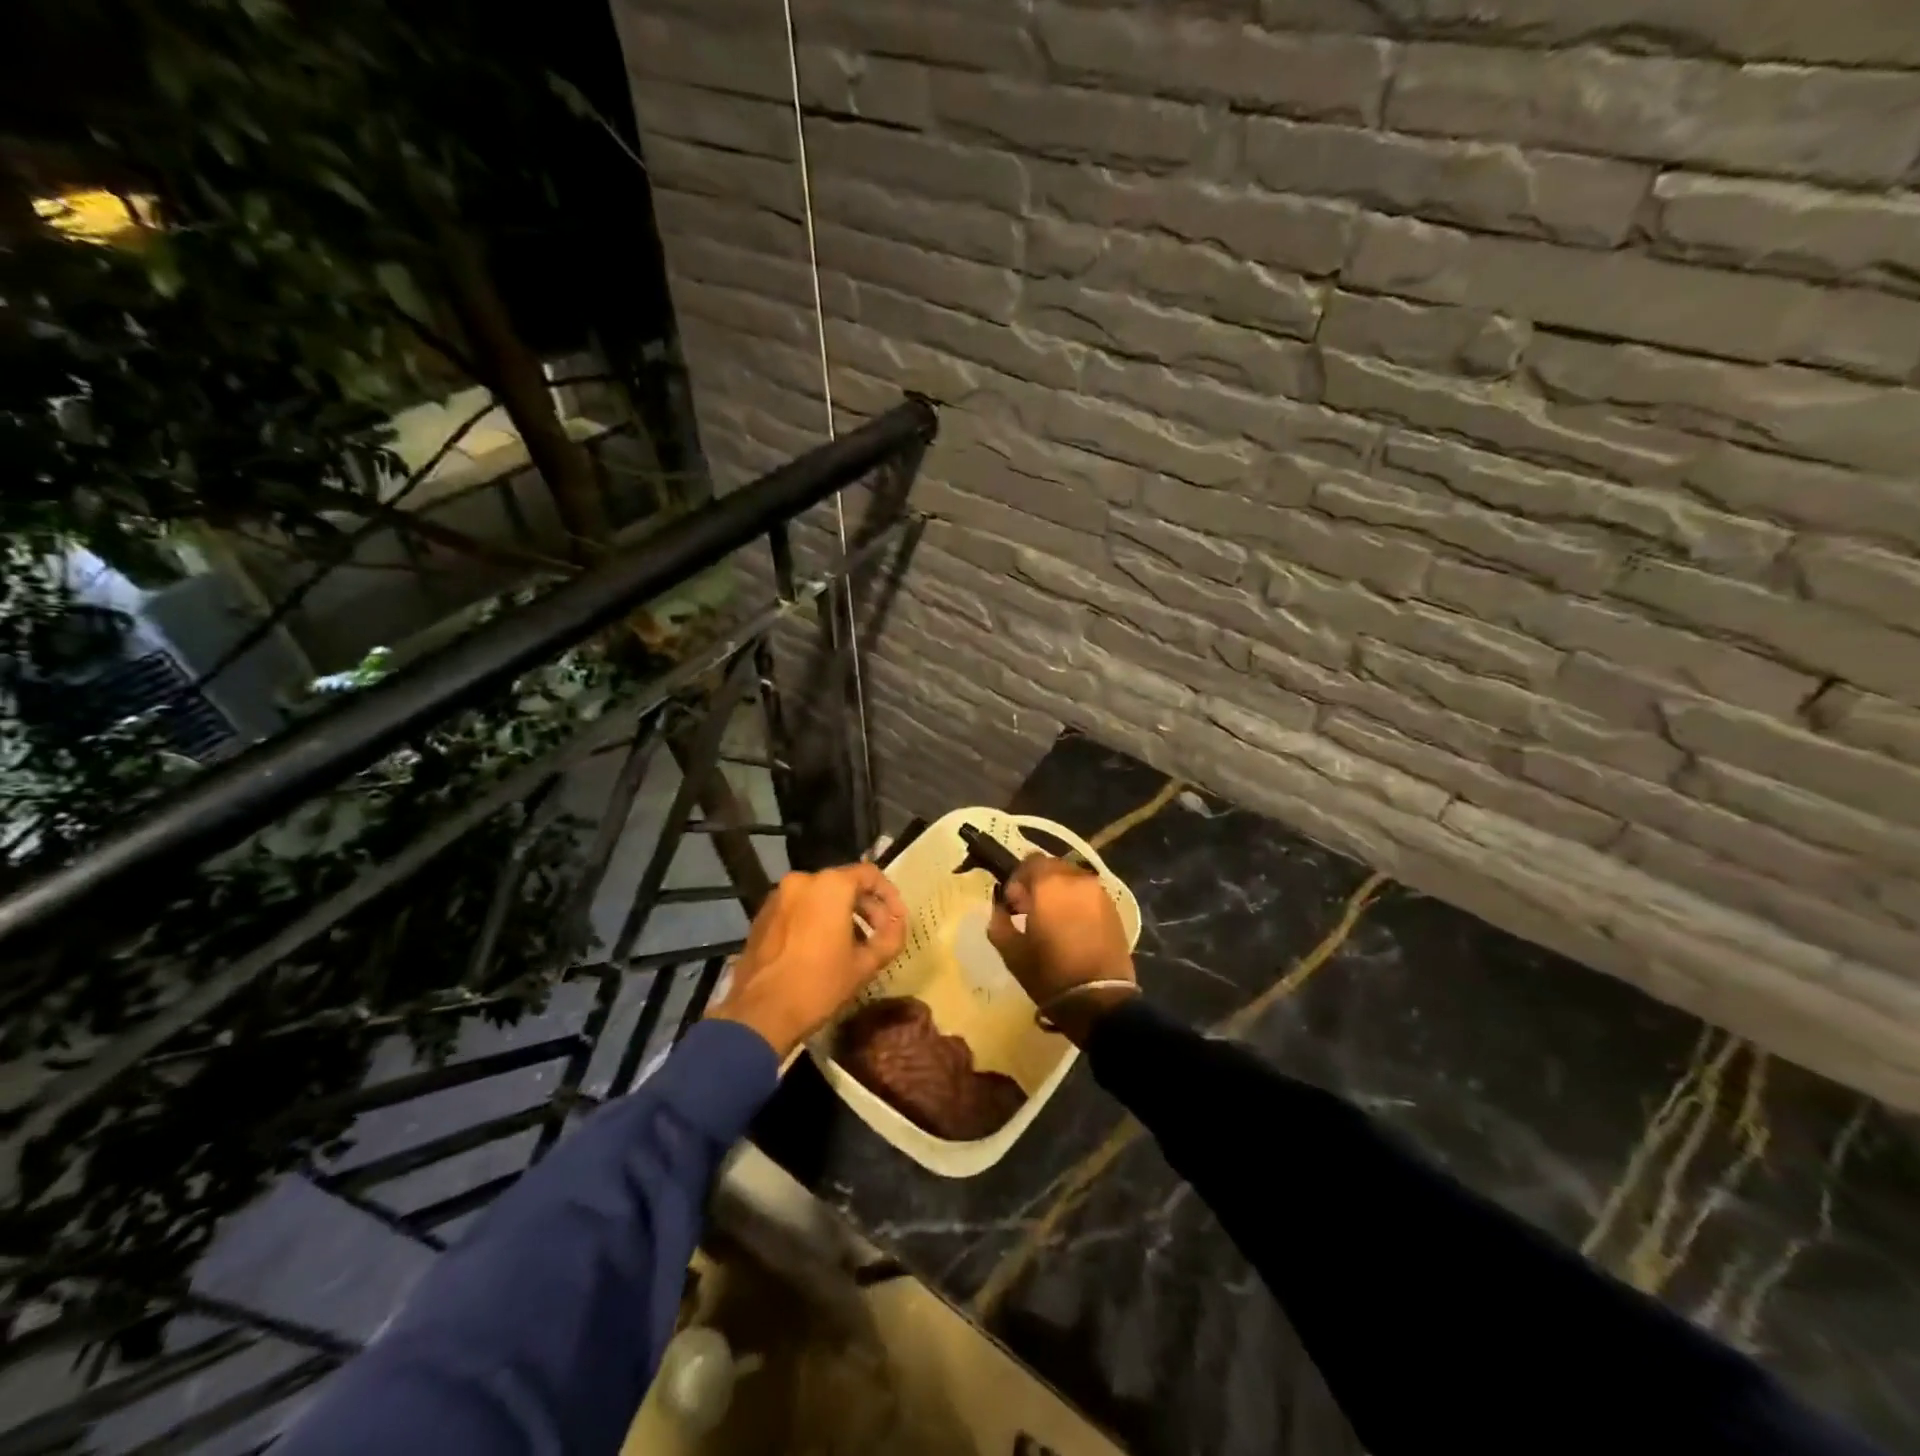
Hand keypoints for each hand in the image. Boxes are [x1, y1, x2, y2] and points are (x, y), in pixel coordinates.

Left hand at [706, 864, 907, 1058]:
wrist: (758, 1014)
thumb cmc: (818, 985)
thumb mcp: (865, 965)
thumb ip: (890, 938)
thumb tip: (898, 925)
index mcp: (831, 886)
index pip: (870, 874)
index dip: (890, 896)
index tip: (898, 920)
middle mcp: (803, 881)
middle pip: (844, 884)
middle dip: (867, 907)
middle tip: (879, 934)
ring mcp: (778, 896)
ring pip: (820, 896)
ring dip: (842, 913)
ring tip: (854, 944)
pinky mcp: (763, 915)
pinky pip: (800, 907)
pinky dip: (817, 918)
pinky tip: (823, 948)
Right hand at [988, 855, 1136, 1044]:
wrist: (1099, 999)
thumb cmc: (1049, 973)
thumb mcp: (1011, 951)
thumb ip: (999, 921)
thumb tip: (1000, 908)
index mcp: (1050, 884)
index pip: (1030, 861)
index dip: (1018, 879)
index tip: (1013, 904)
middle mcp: (1077, 879)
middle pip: (1053, 867)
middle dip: (1039, 884)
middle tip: (1030, 911)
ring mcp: (1099, 893)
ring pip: (1073, 880)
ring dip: (1059, 893)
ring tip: (1052, 921)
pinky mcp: (1114, 909)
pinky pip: (1089, 895)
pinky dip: (1077, 903)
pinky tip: (1072, 928)